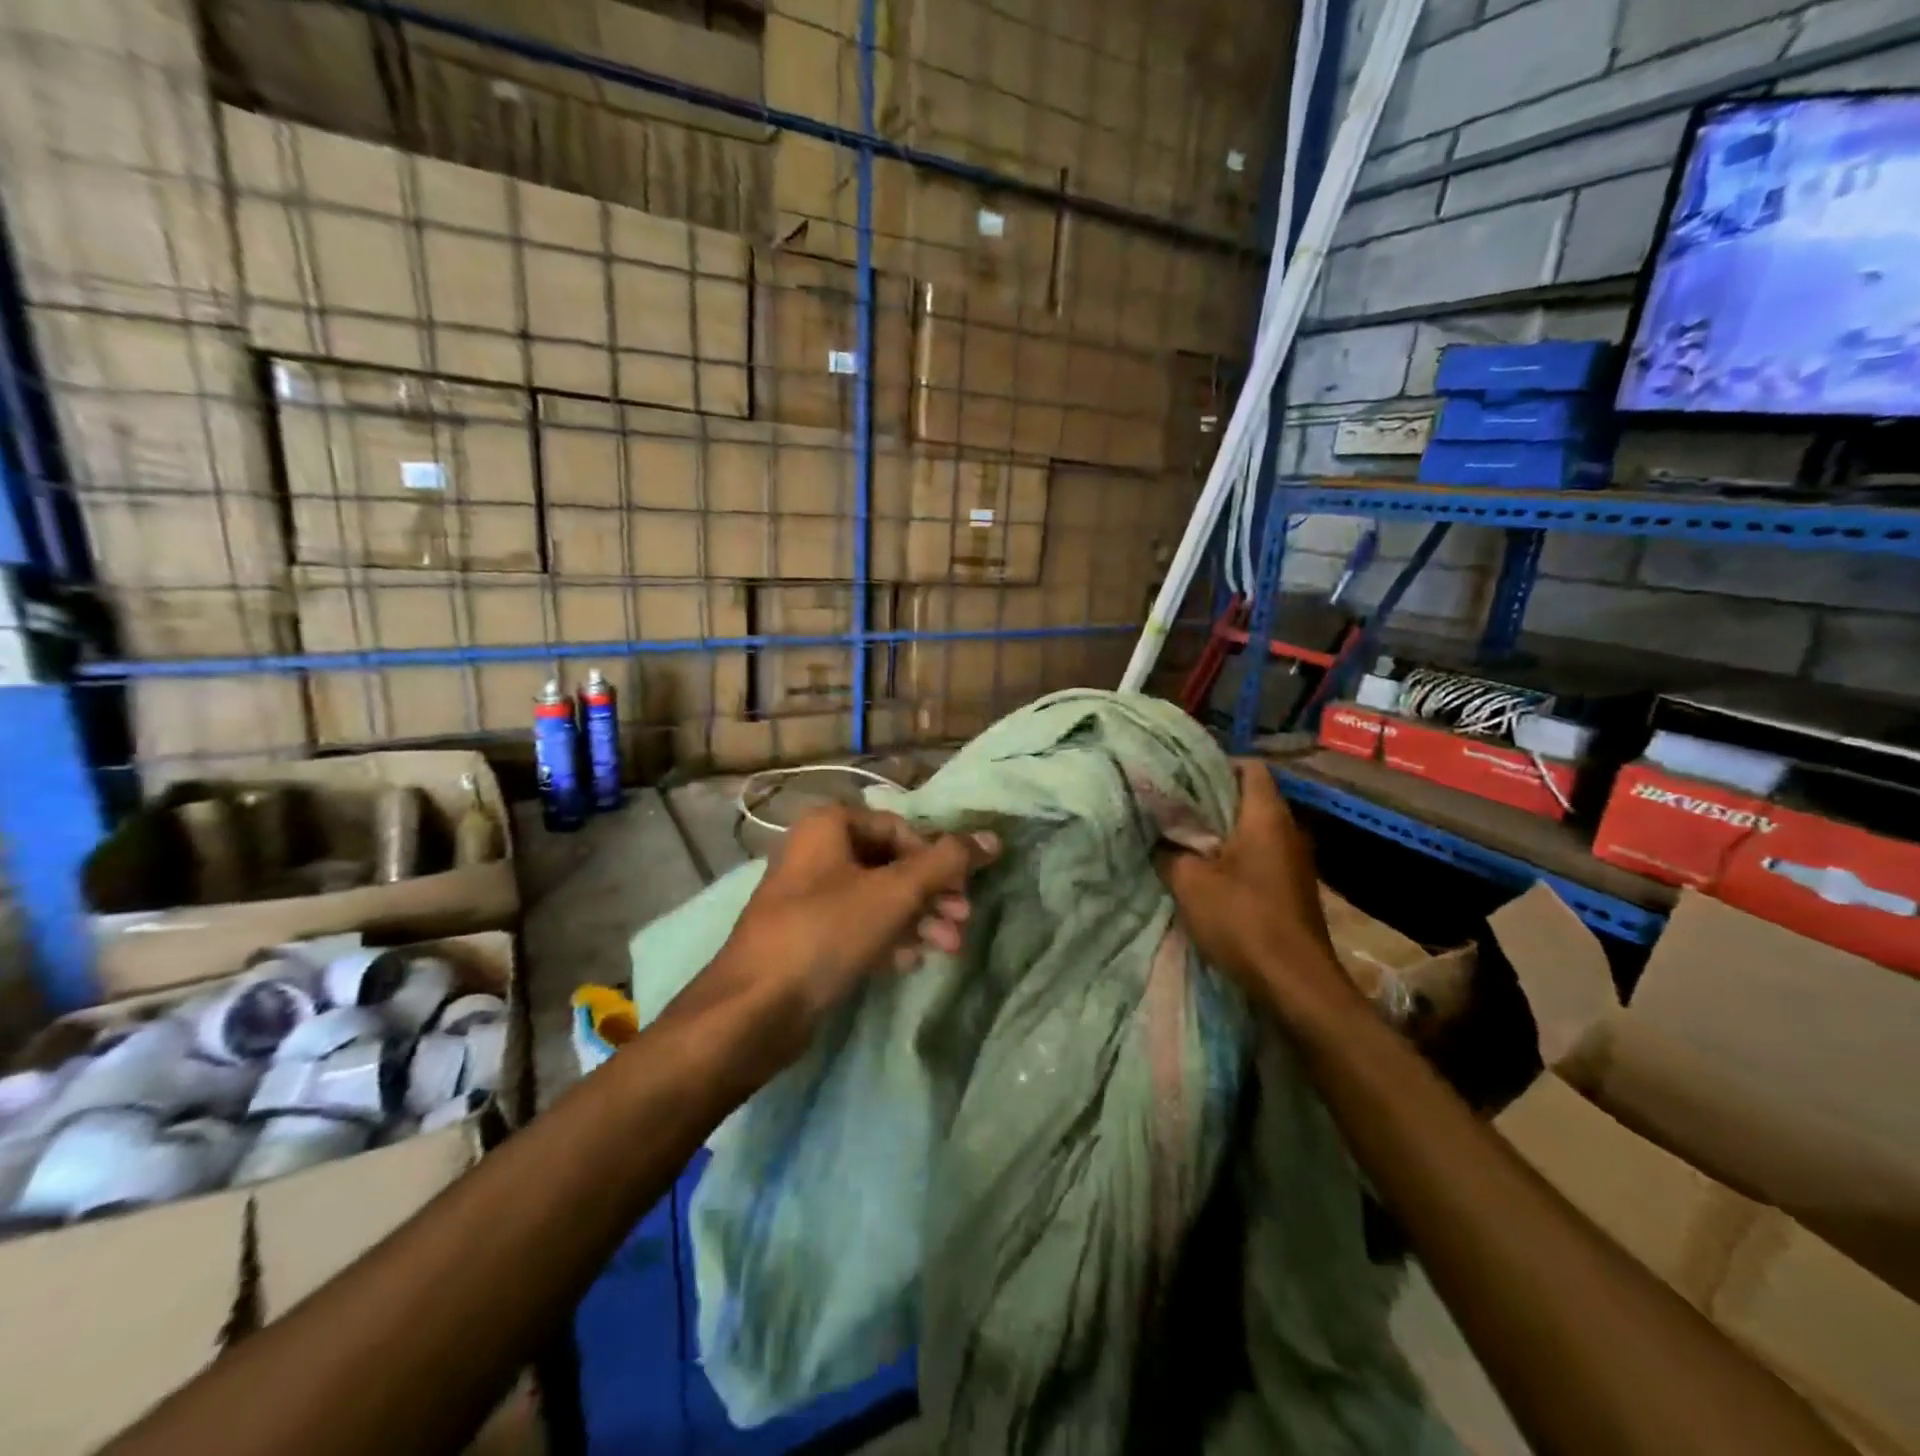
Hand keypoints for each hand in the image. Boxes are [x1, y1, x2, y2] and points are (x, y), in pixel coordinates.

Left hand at [718, 804, 1000, 1024]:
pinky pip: (858, 927)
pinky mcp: (808, 937)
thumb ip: (947, 862)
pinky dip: (888, 938)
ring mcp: (809, 898)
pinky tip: (911, 961)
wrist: (755, 1009)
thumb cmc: (826, 932)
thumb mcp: (895, 892)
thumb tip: (993, 837)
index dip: (936, 857)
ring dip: (917, 919)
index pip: (899, 828)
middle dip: (931, 894)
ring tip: (948, 948)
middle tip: (962, 921)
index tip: (962, 890)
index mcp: (828, 826)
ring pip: (877, 898)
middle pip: (890, 864)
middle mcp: (815, 853)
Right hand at [1155, 762, 1350, 1017]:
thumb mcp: (1189, 882)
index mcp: (1267, 816)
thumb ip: (1168, 852)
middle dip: (1211, 800)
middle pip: (1249, 798)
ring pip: (1253, 830)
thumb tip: (1157, 839)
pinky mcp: (1292, 888)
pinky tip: (1206, 872)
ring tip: (1182, 837)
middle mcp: (1288, 830)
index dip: (1216, 764)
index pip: (1249, 767)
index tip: (1182, 775)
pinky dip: (1234, 856)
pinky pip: (1259, 856)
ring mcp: (1294, 861)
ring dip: (1221, 832)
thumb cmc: (1243, 920)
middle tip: (1172, 806)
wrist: (1295, 982)